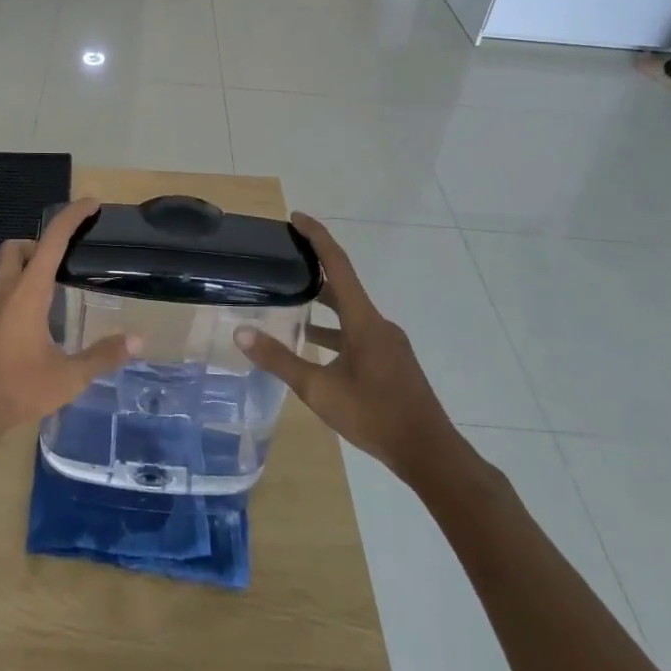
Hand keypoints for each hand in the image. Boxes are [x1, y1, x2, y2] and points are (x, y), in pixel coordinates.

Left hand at [0, 199, 139, 441]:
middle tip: (61, 262)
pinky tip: (24, 331)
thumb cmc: (17, 389)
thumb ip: (102, 356)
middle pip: (17, 247)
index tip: (91, 203)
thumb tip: (138, 341)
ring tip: (48, 300)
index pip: (52, 240)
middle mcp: (2, 291)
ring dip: (24, 273)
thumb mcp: (67, 377)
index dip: (72, 216)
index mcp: (28, 292)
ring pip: (2, 273)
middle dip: (39, 244)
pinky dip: (11, 299)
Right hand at [236, 213, 457, 476]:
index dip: (317, 236)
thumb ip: (279, 359)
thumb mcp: (318, 390)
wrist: (430, 453)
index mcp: (363, 319)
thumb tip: (241, 333)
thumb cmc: (374, 415)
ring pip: (349, 311)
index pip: (337, 264)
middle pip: (343, 284)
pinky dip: (334, 329)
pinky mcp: (391, 361)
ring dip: (322, 304)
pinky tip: (316, 346)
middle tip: (284, 259)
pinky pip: (358, 331)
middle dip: (314, 268)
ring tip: (290, 302)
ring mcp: (388, 343)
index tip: (295, 217)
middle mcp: (378, 323)